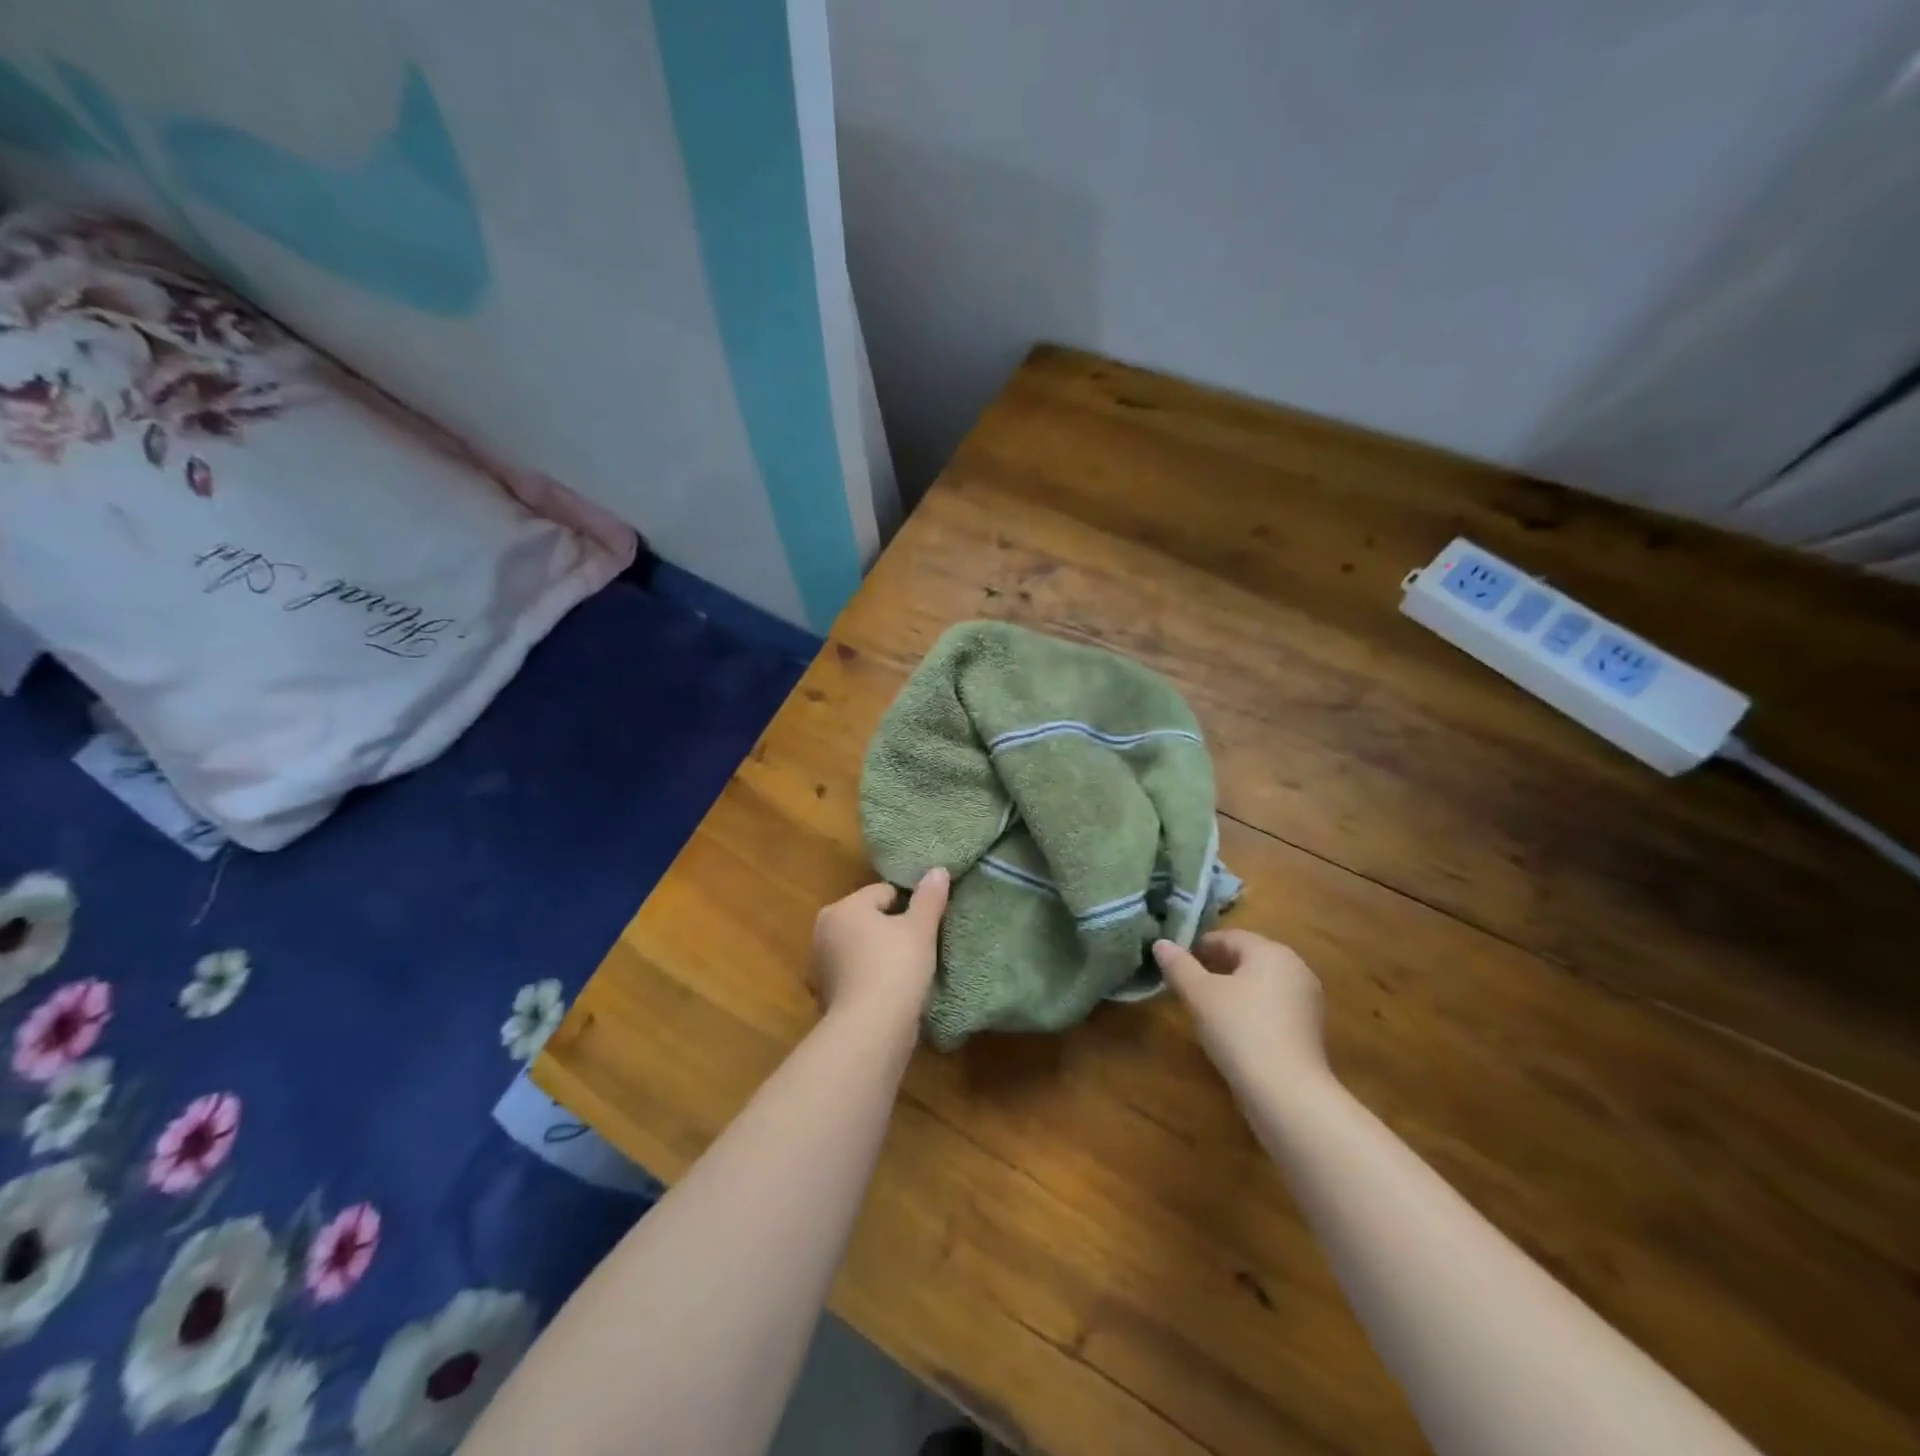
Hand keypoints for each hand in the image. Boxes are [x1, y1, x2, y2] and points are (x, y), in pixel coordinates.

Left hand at [810, 869, 949, 1029]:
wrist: (870, 1029)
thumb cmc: (895, 968)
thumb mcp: (920, 929)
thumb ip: (930, 897)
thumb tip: (938, 870)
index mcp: (843, 907)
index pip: (883, 893)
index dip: (909, 908)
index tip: (924, 929)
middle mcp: (824, 930)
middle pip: (868, 919)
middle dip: (890, 931)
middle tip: (917, 950)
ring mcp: (820, 965)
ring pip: (860, 948)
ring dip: (878, 955)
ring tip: (905, 974)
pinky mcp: (824, 995)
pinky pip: (854, 975)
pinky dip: (868, 979)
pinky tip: (888, 993)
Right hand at [1153, 929, 1326, 1086]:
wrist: (1287, 1093)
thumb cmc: (1240, 1030)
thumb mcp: (1199, 995)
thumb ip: (1179, 966)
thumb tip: (1161, 943)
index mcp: (1271, 952)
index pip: (1230, 937)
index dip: (1201, 946)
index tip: (1178, 961)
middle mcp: (1296, 968)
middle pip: (1249, 958)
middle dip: (1218, 966)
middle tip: (1189, 982)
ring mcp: (1308, 1000)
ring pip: (1262, 983)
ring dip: (1236, 988)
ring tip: (1208, 1006)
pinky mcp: (1310, 1030)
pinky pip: (1274, 1007)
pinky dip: (1253, 1009)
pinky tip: (1234, 1029)